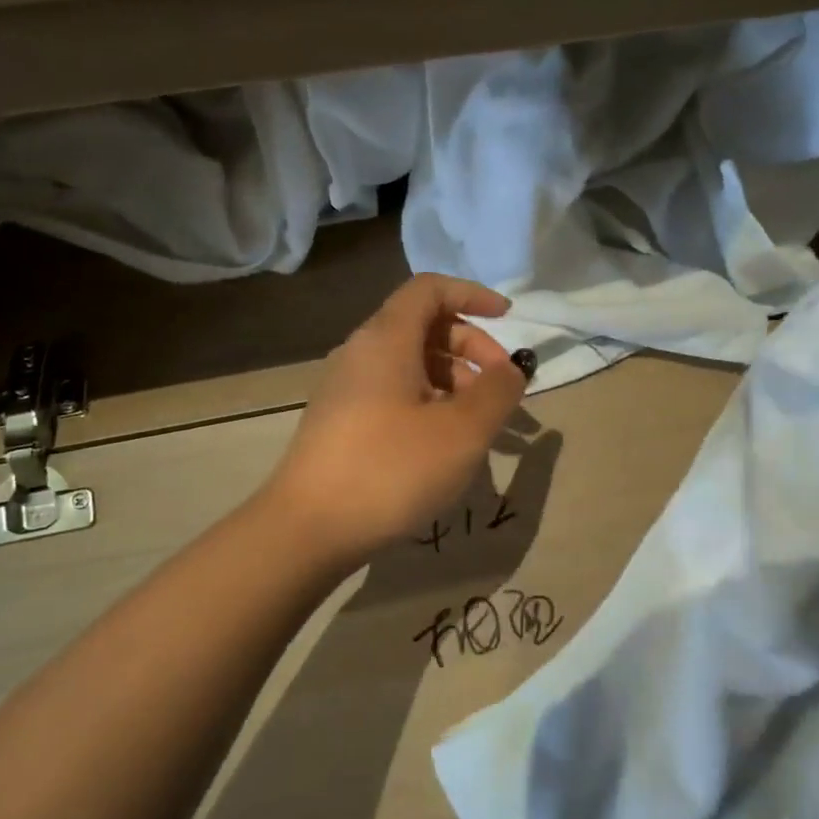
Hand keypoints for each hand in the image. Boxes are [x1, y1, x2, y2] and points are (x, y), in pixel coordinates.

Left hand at [260, 274, 530, 567]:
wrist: (307, 530)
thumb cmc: (391, 469)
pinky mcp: (340, 422)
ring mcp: (345, 388)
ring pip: (410, 364)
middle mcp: (361, 353)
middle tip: (503, 387)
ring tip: (482, 424)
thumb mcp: (462, 430)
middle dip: (472, 348)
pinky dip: (429, 402)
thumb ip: (497, 391)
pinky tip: (445, 443)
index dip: (472, 294)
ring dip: (455, 381)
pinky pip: (394, 392)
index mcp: (386, 339)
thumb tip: (511, 369)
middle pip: (424, 327)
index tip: (508, 319)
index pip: (430, 289)